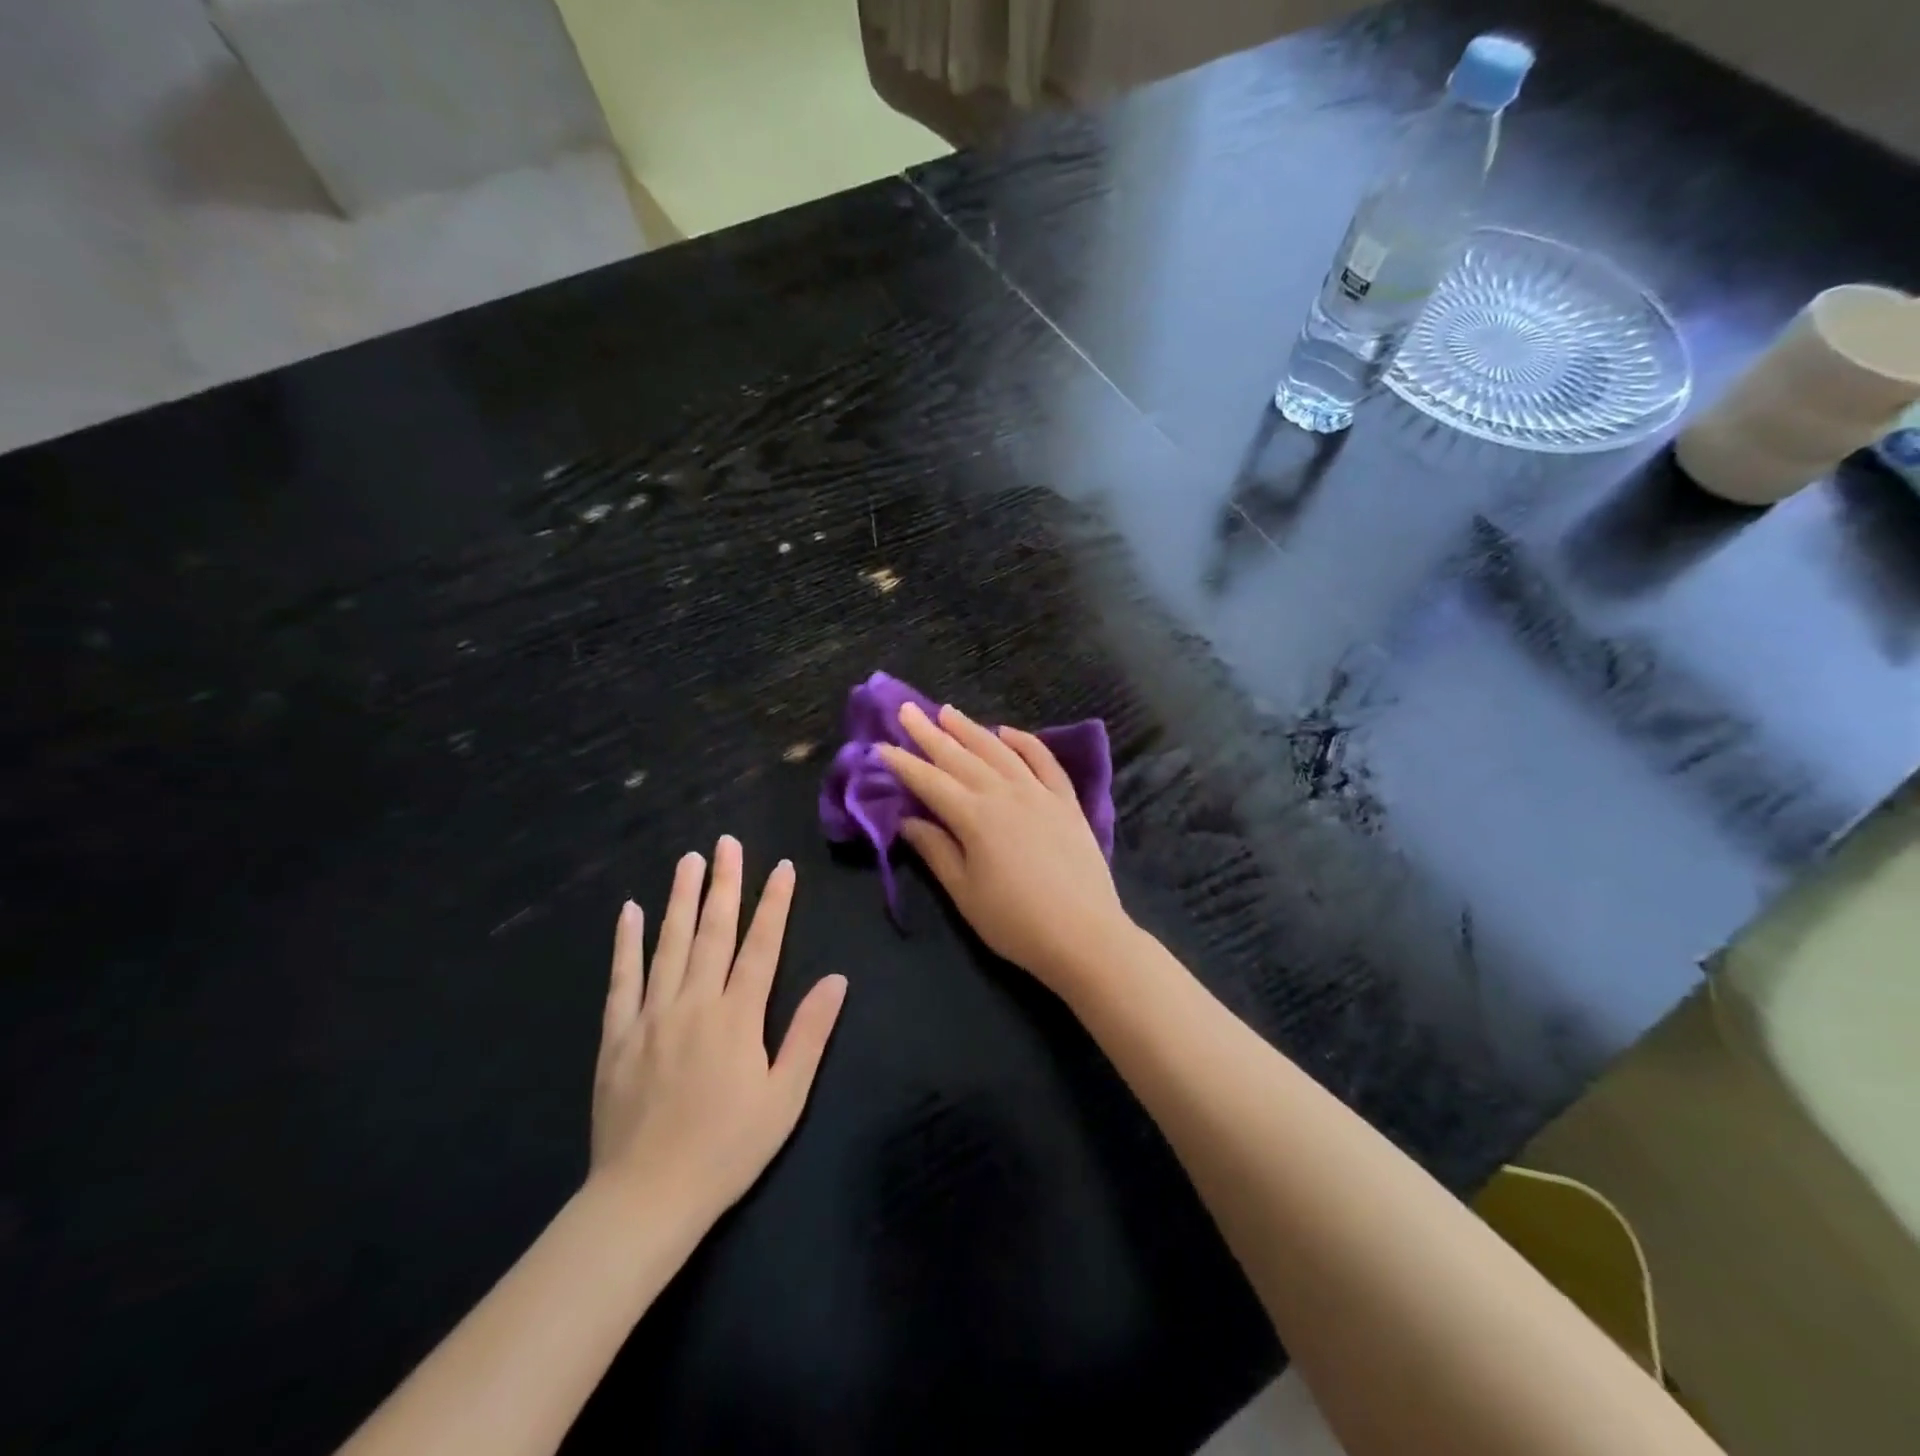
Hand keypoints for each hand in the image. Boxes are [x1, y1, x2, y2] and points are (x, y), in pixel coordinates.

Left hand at [589, 837, 847, 1224]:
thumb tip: (837, 980)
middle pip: (713, 932)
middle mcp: (695, 1003)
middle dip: (724, 884)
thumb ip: (809, 1034)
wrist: (645, 1198)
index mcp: (738, 1017)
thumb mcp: (785, 1097)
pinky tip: (630, 912)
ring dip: (680, 898)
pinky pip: (622, 979)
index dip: (774, 904)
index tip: (781, 868)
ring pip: (669, 944)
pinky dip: (626, 943)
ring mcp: (651, 1015)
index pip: (762, 946)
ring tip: (689, 860)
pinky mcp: (617, 1035)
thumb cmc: (726, 1149)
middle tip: (727, 843)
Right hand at [879, 701, 1134, 996]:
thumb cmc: (1016, 922)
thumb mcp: (965, 893)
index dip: (904, 764)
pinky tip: (1008, 732)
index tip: (881, 745)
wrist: (1085, 935)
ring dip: (971, 729)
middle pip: (961, 757)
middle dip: (930, 733)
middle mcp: (1005, 794)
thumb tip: (908, 821)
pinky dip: (1025, 742)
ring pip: (999, 751)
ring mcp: (1039, 793)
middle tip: (907, 710)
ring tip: (948, 711)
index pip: (930, 782)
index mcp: (975, 817)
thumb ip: (936, 851)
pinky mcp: (1066, 801)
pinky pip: (1044, 761)